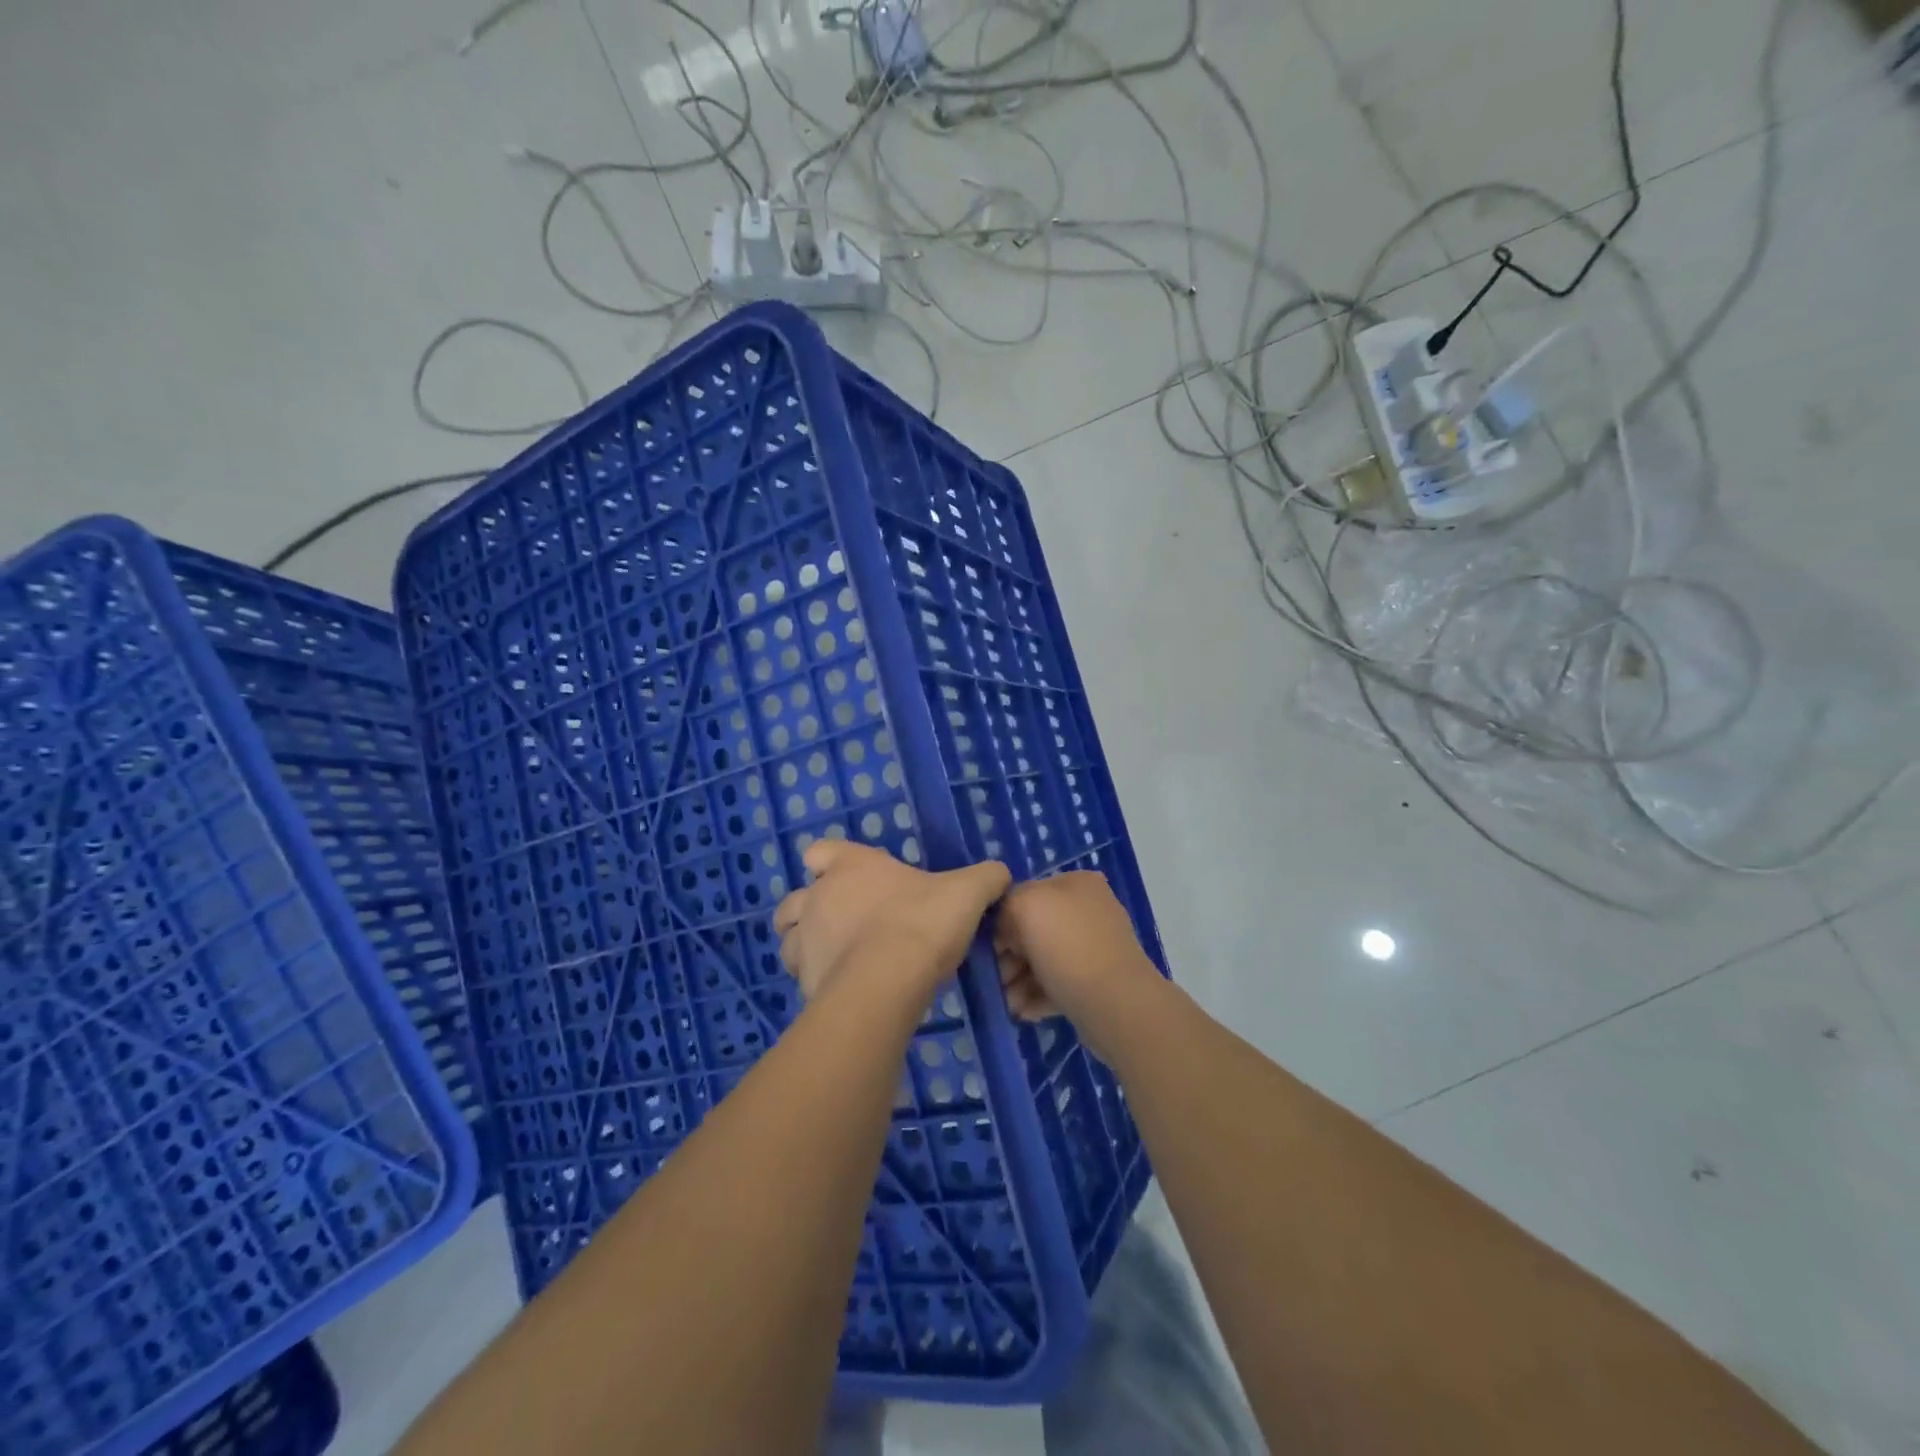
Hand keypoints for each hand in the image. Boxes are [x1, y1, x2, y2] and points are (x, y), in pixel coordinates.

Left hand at [773, 840, 1009, 1005]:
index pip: (820, 851)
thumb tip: (1000, 873)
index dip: (831, 862)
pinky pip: (803, 976)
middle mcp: (817, 897)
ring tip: (839, 959)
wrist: (888, 981)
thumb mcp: (967, 893)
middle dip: (812, 909)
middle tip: (846, 925)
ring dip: (807, 945)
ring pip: (790, 938)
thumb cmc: (923, 922)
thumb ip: (985, 878)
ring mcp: (805, 939)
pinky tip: (845, 988)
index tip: (852, 877)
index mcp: (850, 865)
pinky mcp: (804, 979)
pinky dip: (818, 979)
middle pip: (796, 898)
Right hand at [993, 872, 1163, 1054]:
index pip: (1025, 892)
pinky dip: (1038, 996)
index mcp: (1076, 883)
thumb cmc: (1067, 947)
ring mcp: (1096, 946)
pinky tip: (1023, 1011)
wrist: (1116, 1004)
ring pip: (1044, 958)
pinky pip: (1059, 983)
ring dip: (1020, 980)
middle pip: (1034, 928)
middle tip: (995, 979)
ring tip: (1008, 1002)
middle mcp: (1089, 909)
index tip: (987, 946)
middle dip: (1010, 955)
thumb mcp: (1025, 907)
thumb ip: (1006, 905)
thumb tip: (1007, 928)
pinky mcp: (1098, 981)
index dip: (1002, 919)